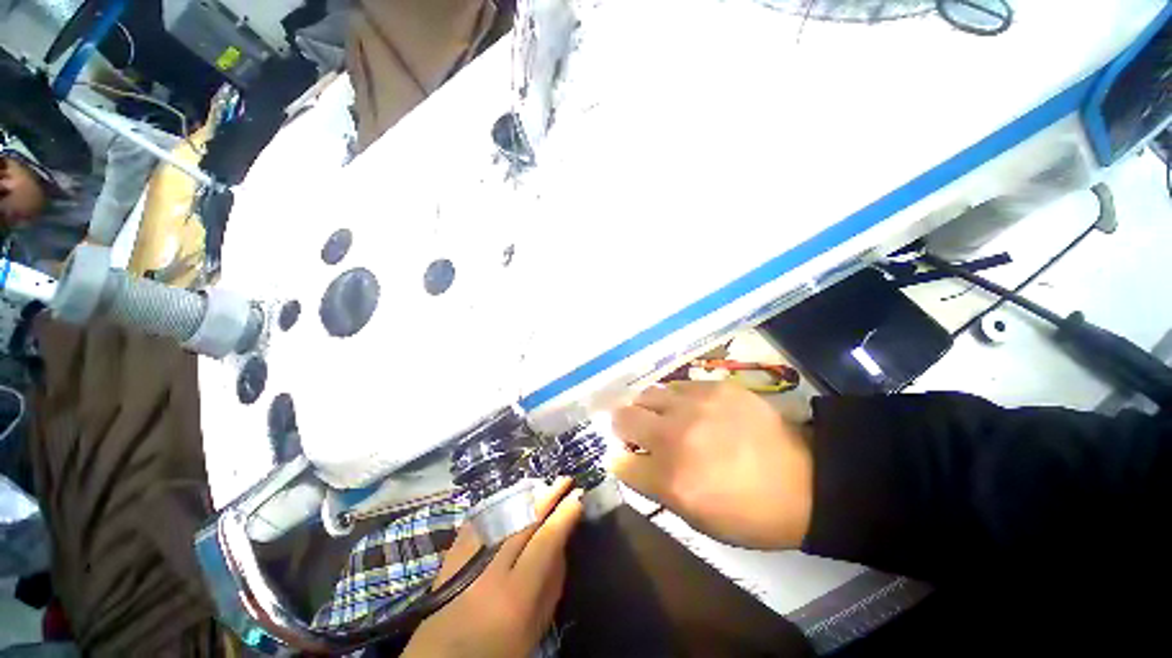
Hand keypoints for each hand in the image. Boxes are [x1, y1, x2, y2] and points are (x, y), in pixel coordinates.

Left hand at [402, 479, 583, 657]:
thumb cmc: (498, 652)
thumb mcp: (535, 628)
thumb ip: (551, 584)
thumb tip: (562, 542)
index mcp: (515, 596)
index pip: (546, 541)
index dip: (565, 514)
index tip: (579, 497)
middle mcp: (489, 571)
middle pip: (524, 520)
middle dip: (549, 495)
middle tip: (565, 480)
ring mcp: (466, 560)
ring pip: (501, 514)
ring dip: (526, 495)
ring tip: (544, 486)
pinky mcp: (450, 556)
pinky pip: (478, 519)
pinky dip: (498, 504)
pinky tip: (511, 497)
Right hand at [611, 381, 812, 549]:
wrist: (806, 480)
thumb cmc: (750, 512)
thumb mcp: (699, 521)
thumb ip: (657, 490)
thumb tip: (632, 463)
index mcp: (670, 479)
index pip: (620, 461)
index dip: (621, 460)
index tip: (628, 458)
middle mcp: (674, 437)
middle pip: (622, 418)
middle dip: (622, 427)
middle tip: (636, 431)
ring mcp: (693, 406)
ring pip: (646, 394)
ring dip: (646, 408)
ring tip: (661, 416)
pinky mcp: (713, 387)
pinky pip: (676, 385)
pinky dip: (673, 398)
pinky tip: (686, 406)